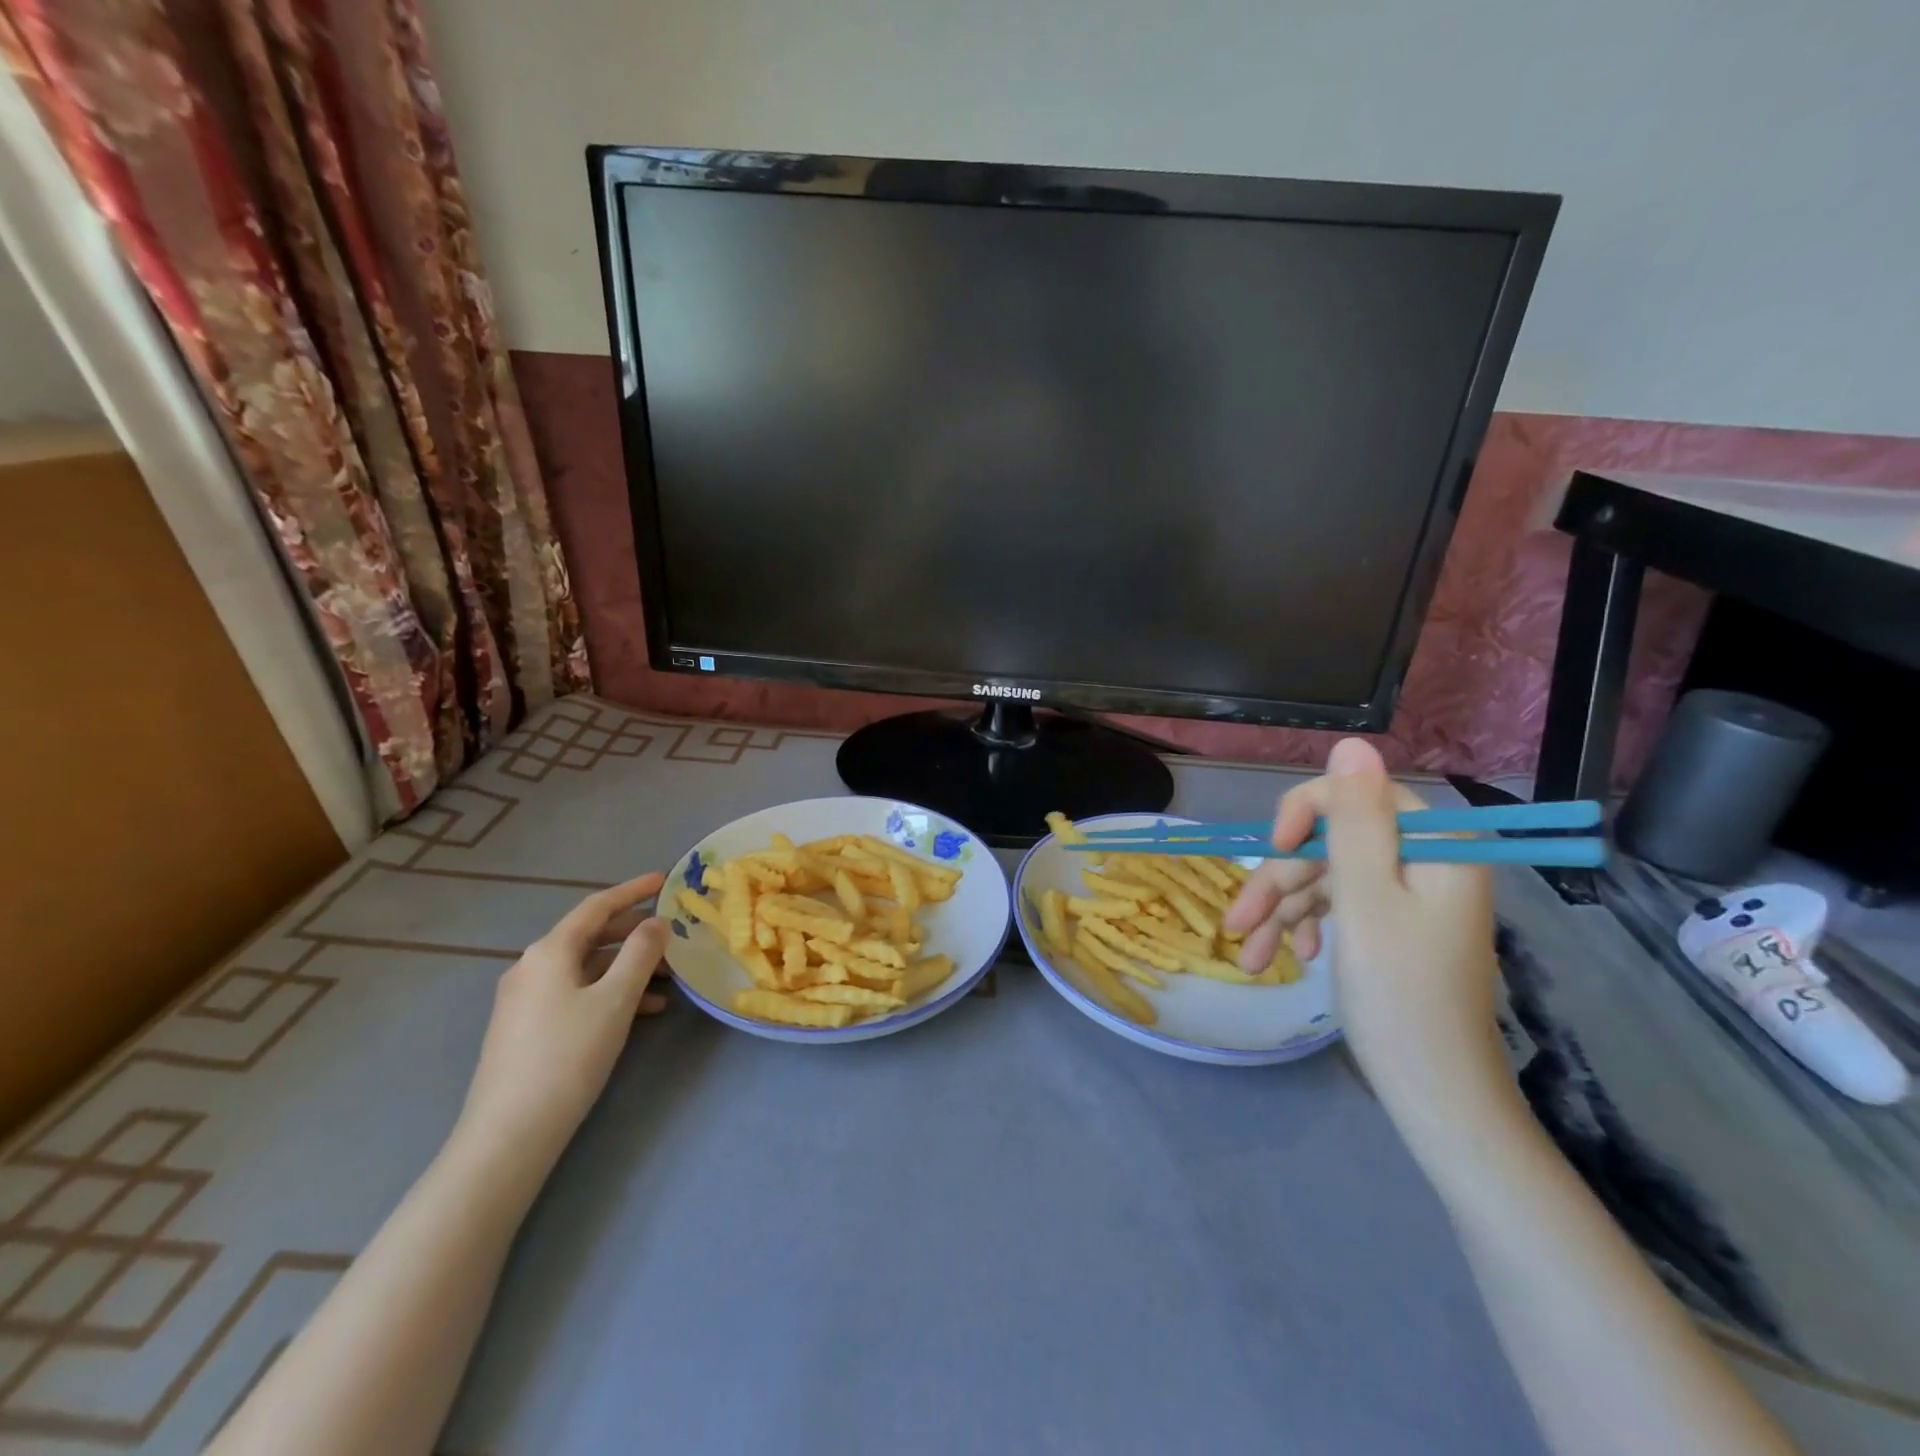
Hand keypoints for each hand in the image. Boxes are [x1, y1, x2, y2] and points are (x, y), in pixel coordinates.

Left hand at [456, 872, 671, 1157]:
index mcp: (549, 951)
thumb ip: (640, 953)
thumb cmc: (568, 1056)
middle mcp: (532, 966)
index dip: (633, 890)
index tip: (664, 880)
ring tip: (669, 981)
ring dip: (627, 968)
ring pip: (587, 967)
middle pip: (591, 936)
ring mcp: (525, 998)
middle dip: (635, 934)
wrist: (509, 1133)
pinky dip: (610, 992)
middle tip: (673, 935)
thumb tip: (656, 922)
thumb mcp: (616, 999)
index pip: (597, 906)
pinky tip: (641, 1012)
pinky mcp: (526, 1027)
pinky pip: (576, 992)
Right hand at [1224, 740, 1508, 1127]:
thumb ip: (1354, 821)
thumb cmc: (1400, 996)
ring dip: (1281, 912)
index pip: (1357, 794)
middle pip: (1332, 842)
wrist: (1436, 1097)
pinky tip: (1286, 958)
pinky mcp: (1391, 927)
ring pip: (1325, 878)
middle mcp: (1424, 862)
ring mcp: (1407, 897)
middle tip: (1238, 924)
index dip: (1305, 813)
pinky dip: (1304, 928)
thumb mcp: (1366, 901)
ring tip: (1249, 956)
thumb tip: (1351, 742)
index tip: (1272, 850)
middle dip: (1281, 881)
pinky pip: (1336, 908)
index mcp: (1435, 846)